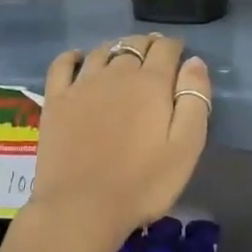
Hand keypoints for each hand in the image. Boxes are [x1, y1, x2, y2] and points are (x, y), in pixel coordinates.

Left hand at [25, 34, 211, 251]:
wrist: (81, 207)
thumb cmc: (142, 183)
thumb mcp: (186, 147)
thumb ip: (194, 99)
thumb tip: (194, 61)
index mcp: (151, 83)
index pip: (166, 48)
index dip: (175, 46)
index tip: (180, 54)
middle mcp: (116, 73)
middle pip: (134, 44)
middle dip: (148, 45)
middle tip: (155, 55)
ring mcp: (82, 84)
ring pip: (102, 51)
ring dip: (117, 48)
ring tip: (123, 57)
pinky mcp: (56, 100)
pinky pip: (63, 64)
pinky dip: (74, 56)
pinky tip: (79, 59)